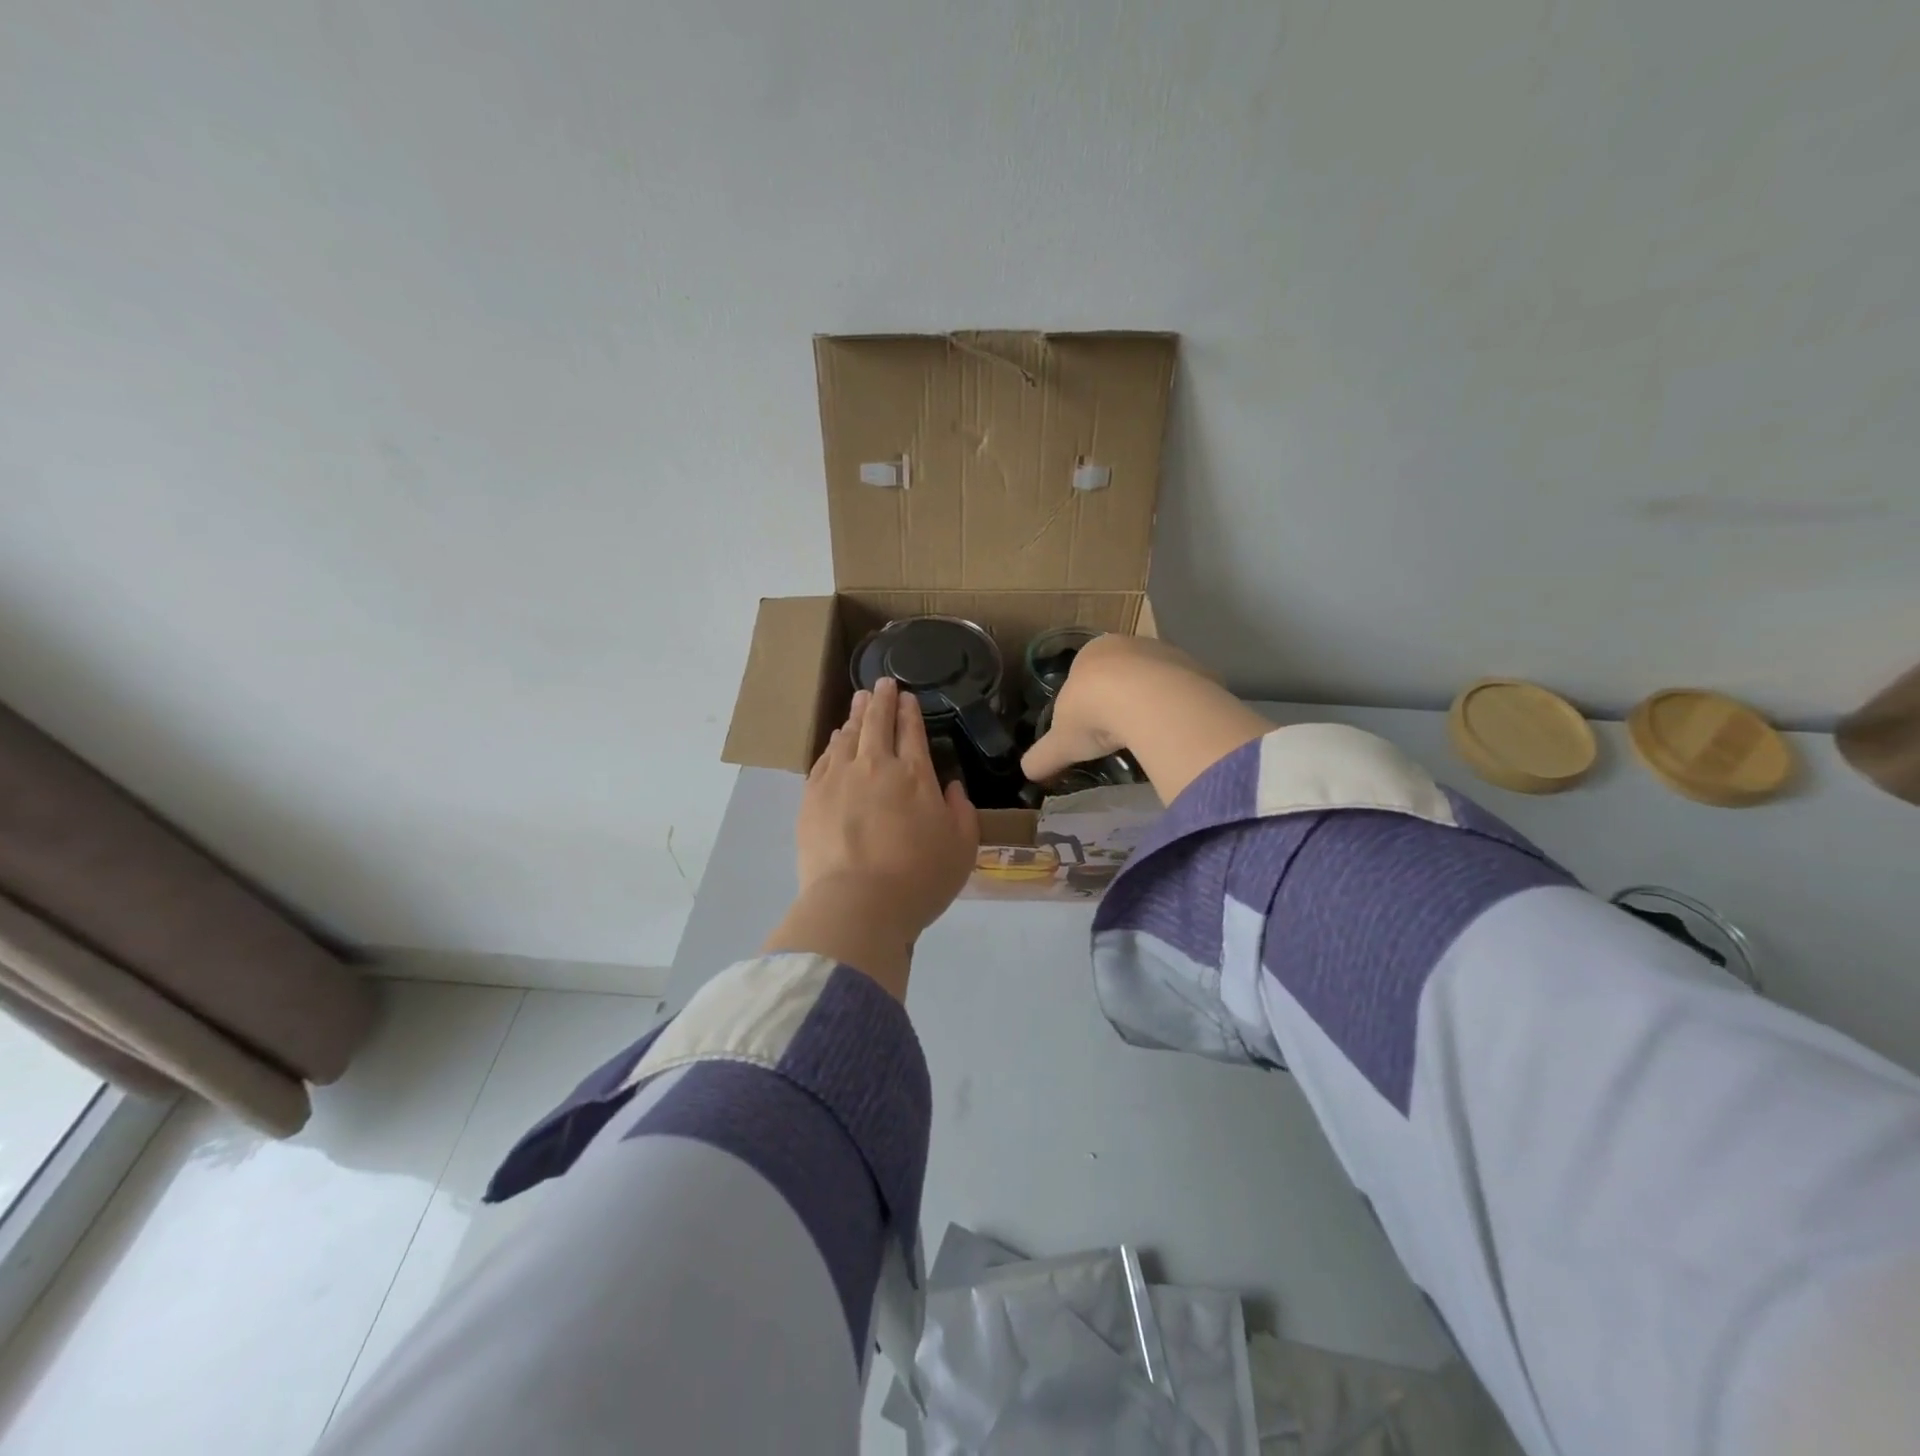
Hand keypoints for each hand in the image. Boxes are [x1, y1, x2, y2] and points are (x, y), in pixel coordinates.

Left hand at [764, 678, 979, 997]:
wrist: (858, 904)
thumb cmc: (919, 879)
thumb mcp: (962, 848)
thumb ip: (961, 811)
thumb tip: (951, 787)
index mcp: (915, 776)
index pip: (911, 731)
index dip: (909, 711)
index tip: (906, 696)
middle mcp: (876, 767)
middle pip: (877, 724)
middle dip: (881, 701)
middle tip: (881, 684)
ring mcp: (839, 780)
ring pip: (848, 736)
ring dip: (856, 716)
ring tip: (859, 701)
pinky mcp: (812, 798)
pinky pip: (824, 759)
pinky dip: (833, 744)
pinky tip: (836, 739)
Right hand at [1021, 635, 1271, 803]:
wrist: (1145, 700)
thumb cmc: (1093, 712)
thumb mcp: (1061, 740)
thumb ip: (1044, 755)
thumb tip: (1026, 772)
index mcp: (1092, 651)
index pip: (1087, 672)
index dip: (1087, 698)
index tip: (1090, 725)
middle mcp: (1130, 644)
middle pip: (1125, 672)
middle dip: (1122, 698)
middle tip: (1119, 733)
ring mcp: (1168, 653)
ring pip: (1157, 680)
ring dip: (1153, 704)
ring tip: (1147, 736)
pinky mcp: (1198, 670)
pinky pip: (1186, 693)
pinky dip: (1179, 711)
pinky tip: (1173, 733)